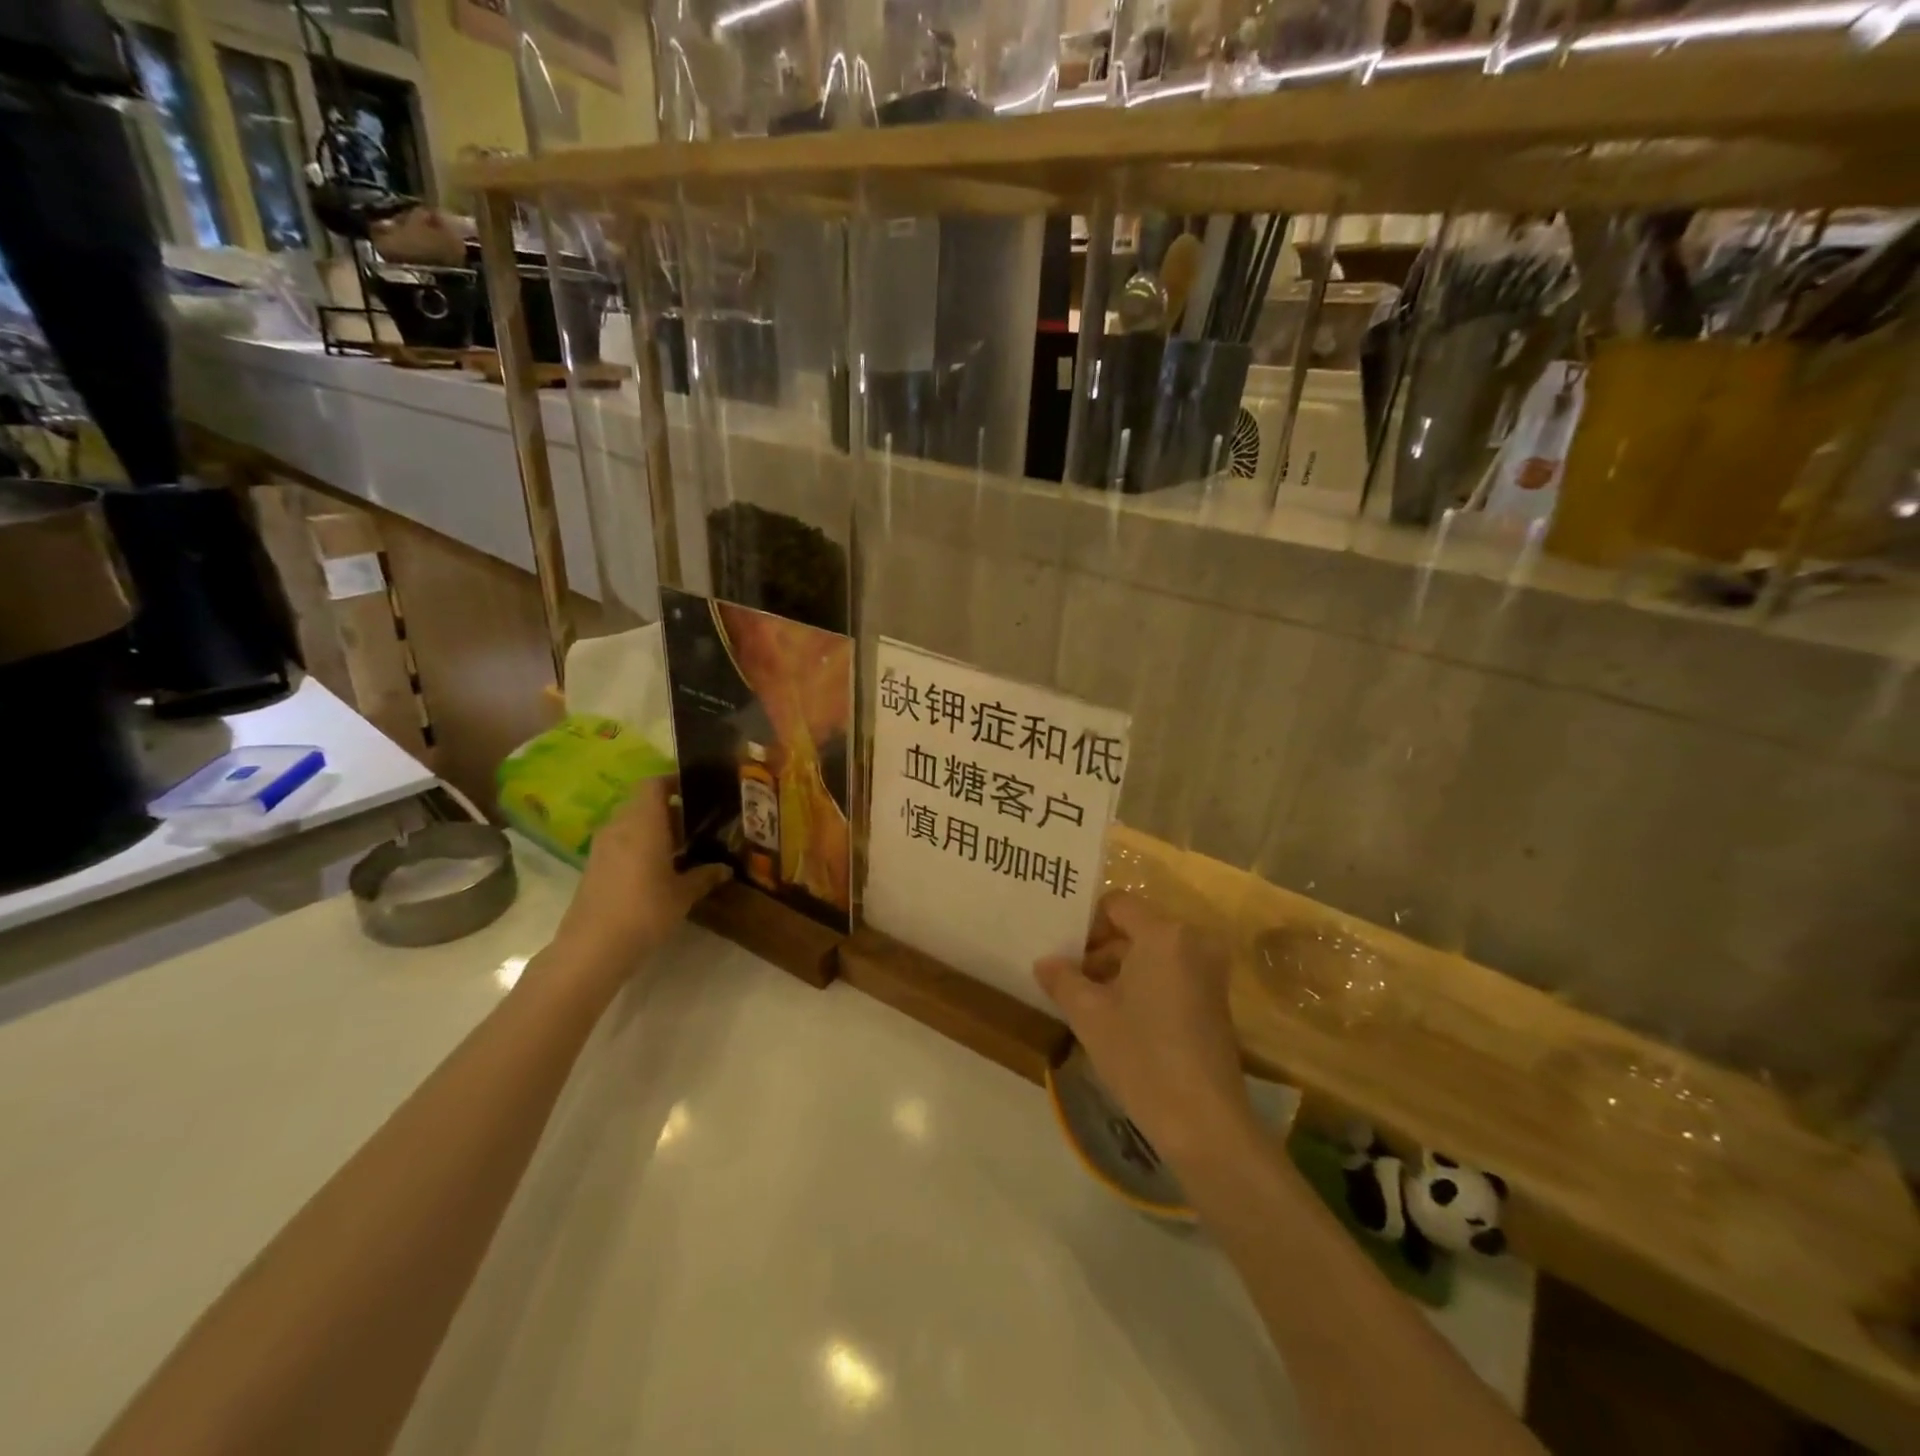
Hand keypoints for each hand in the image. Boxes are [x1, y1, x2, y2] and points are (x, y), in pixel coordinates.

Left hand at [548, 778, 728, 985]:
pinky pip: (621, 843)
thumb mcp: (683, 894)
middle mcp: (619, 826)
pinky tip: (660, 870)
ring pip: (632, 824)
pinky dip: (640, 847)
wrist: (592, 949)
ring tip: (683, 849)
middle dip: (670, 810)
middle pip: (643, 804)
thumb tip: (725, 868)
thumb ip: (705, 876)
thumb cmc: (644, 911)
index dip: (674, 781)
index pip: (653, 784)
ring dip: (655, 830)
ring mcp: (602, 847)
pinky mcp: (594, 867)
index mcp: (643, 822)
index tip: (697, 790)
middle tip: (699, 825)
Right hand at [1036, 894, 1256, 1168]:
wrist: (1204, 1123)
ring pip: (1152, 953)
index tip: (1062, 951)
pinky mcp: (1215, 999)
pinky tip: (1117, 1016)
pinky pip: (1170, 973)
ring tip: (1085, 999)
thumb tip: (1044, 962)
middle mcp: (1193, 941)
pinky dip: (1143, 983)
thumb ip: (1062, 979)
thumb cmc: (1142, 1057)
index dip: (1086, 923)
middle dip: (1099, 949)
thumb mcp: (1089, 1015)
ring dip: (1119, 969)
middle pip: (1135, 927)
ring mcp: (1209, 971)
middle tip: (1067, 975)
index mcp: (1164, 934)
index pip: (1117, 904)